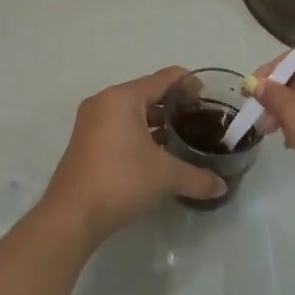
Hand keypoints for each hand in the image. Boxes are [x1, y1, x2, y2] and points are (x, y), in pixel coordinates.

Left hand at [38, 67, 227, 243]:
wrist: (72, 216)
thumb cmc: (120, 181)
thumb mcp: (165, 176)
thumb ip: (198, 177)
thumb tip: (222, 186)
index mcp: (122, 98)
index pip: (165, 78)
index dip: (191, 85)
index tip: (211, 101)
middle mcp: (104, 102)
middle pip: (149, 93)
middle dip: (175, 106)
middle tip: (201, 122)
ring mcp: (92, 122)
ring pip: (133, 112)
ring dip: (158, 122)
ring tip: (184, 138)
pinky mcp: (87, 142)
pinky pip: (120, 127)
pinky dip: (141, 133)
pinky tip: (159, 154)